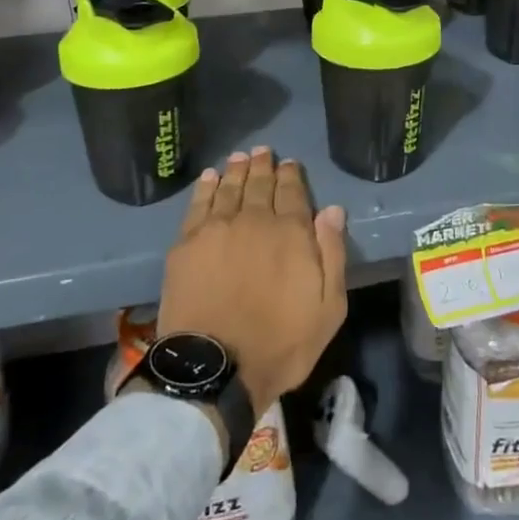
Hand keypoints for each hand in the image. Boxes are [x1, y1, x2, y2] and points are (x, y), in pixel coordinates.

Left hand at [158, 147, 348, 415]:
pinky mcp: (186, 244)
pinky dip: (206, 187)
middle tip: (263, 151)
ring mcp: (217, 229)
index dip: (291, 175)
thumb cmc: (281, 343)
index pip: (292, 193)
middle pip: (259, 185)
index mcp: (291, 233)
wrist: (215, 368)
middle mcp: (254, 220)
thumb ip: (332, 254)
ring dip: (237, 170)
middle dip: (263, 166)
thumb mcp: (329, 308)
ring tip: (240, 157)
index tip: (290, 163)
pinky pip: (198, 205)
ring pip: (229, 188)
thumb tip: (332, 210)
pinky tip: (210, 177)